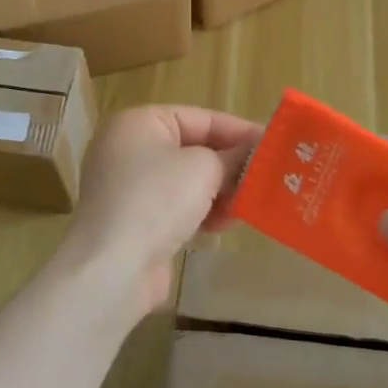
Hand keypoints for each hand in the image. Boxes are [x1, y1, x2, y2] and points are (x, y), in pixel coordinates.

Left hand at [58, 105, 262, 320]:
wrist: (113, 269)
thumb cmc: (157, 200)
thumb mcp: (204, 168)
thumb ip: (233, 156)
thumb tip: (253, 153)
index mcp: (139, 122)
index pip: (200, 118)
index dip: (239, 131)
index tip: (274, 144)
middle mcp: (130, 149)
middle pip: (194, 149)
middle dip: (230, 164)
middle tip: (268, 175)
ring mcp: (129, 187)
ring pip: (188, 181)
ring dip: (220, 191)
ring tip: (251, 202)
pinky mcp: (135, 221)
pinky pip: (177, 206)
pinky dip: (202, 212)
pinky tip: (226, 224)